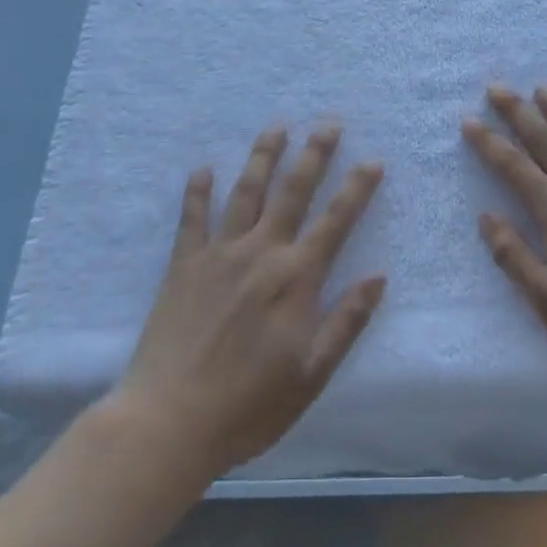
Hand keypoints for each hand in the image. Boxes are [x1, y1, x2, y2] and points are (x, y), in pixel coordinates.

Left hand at [111, 125, 385, 474]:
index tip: (373, 160)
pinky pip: (192, 218)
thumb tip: (379, 276)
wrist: (168, 423)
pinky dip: (198, 191)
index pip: (336, 221)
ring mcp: (219, 254)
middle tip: (329, 123)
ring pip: (246, 192)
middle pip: (292, 192)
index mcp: (296, 279)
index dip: (357, 189)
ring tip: (278, 127)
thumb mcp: (312, 374)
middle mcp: (261, 253)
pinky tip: (204, 169)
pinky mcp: (183, 266)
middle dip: (314, 154)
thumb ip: (347, 321)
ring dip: (264, 157)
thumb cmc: (248, 406)